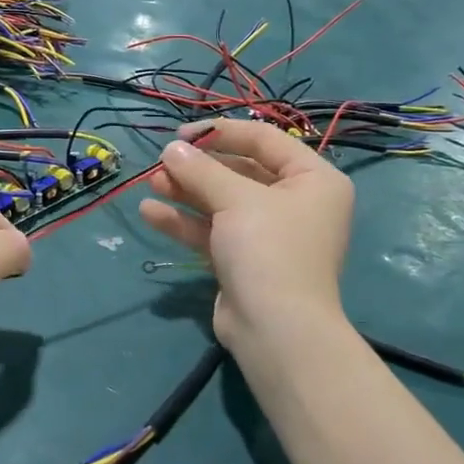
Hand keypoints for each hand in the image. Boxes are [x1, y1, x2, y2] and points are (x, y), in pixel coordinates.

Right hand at [139, 119, 353, 347]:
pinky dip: (185, 221)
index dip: (221, 132)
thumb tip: (170, 149)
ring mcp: (269, 234)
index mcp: (313, 179)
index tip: (182, 135)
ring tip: (150, 182)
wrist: (275, 331)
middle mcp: (295, 203)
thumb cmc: (268, 249)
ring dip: (186, 191)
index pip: (264, 140)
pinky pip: (213, 230)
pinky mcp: (244, 260)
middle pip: (240, 171)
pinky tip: (150, 212)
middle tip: (162, 162)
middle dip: (198, 167)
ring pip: (222, 202)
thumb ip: (201, 170)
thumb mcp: (235, 200)